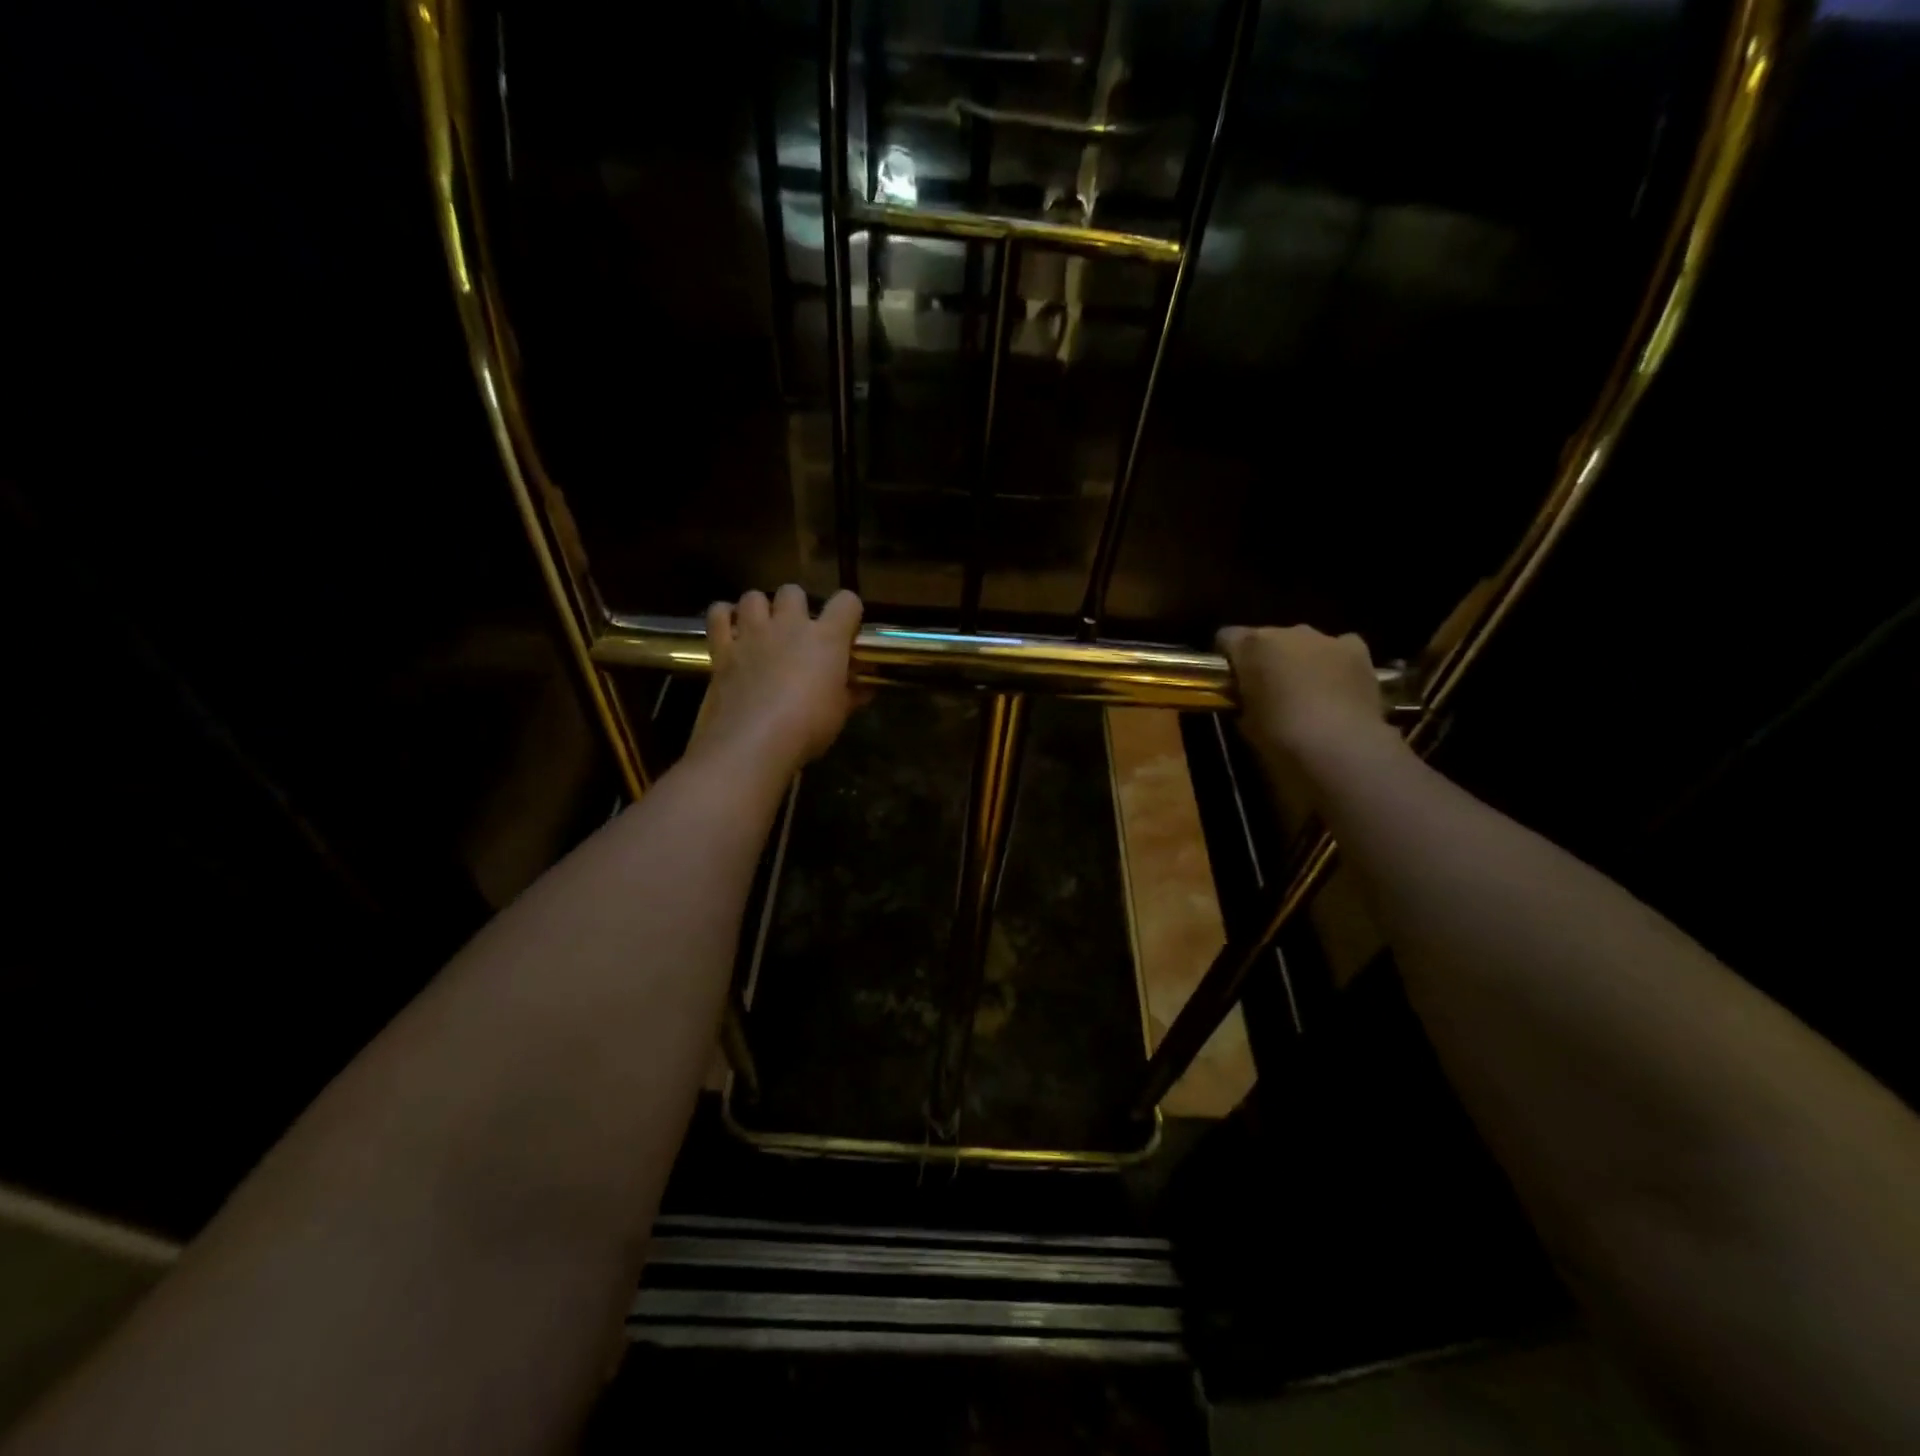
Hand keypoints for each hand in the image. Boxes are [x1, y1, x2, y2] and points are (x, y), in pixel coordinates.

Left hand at [687, 586, 863, 784]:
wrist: (752, 743)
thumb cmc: (807, 728)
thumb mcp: (839, 714)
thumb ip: (851, 695)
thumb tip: (864, 690)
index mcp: (826, 638)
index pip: (847, 602)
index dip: (849, 612)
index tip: (847, 631)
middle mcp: (788, 626)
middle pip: (793, 591)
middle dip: (797, 606)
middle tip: (798, 633)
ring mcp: (752, 634)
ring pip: (753, 596)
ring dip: (759, 608)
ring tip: (762, 629)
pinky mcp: (722, 649)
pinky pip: (718, 615)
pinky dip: (724, 616)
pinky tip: (731, 629)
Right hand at [1217, 624, 1395, 775]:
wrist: (1338, 747)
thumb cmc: (1278, 737)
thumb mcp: (1244, 722)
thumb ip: (1242, 699)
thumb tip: (1247, 697)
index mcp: (1251, 646)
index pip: (1227, 638)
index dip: (1228, 659)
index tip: (1229, 682)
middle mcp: (1286, 632)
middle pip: (1268, 638)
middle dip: (1266, 660)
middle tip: (1268, 691)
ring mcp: (1325, 639)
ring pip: (1304, 643)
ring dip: (1300, 661)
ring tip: (1305, 694)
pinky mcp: (1357, 651)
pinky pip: (1340, 648)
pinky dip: (1335, 663)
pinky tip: (1337, 688)